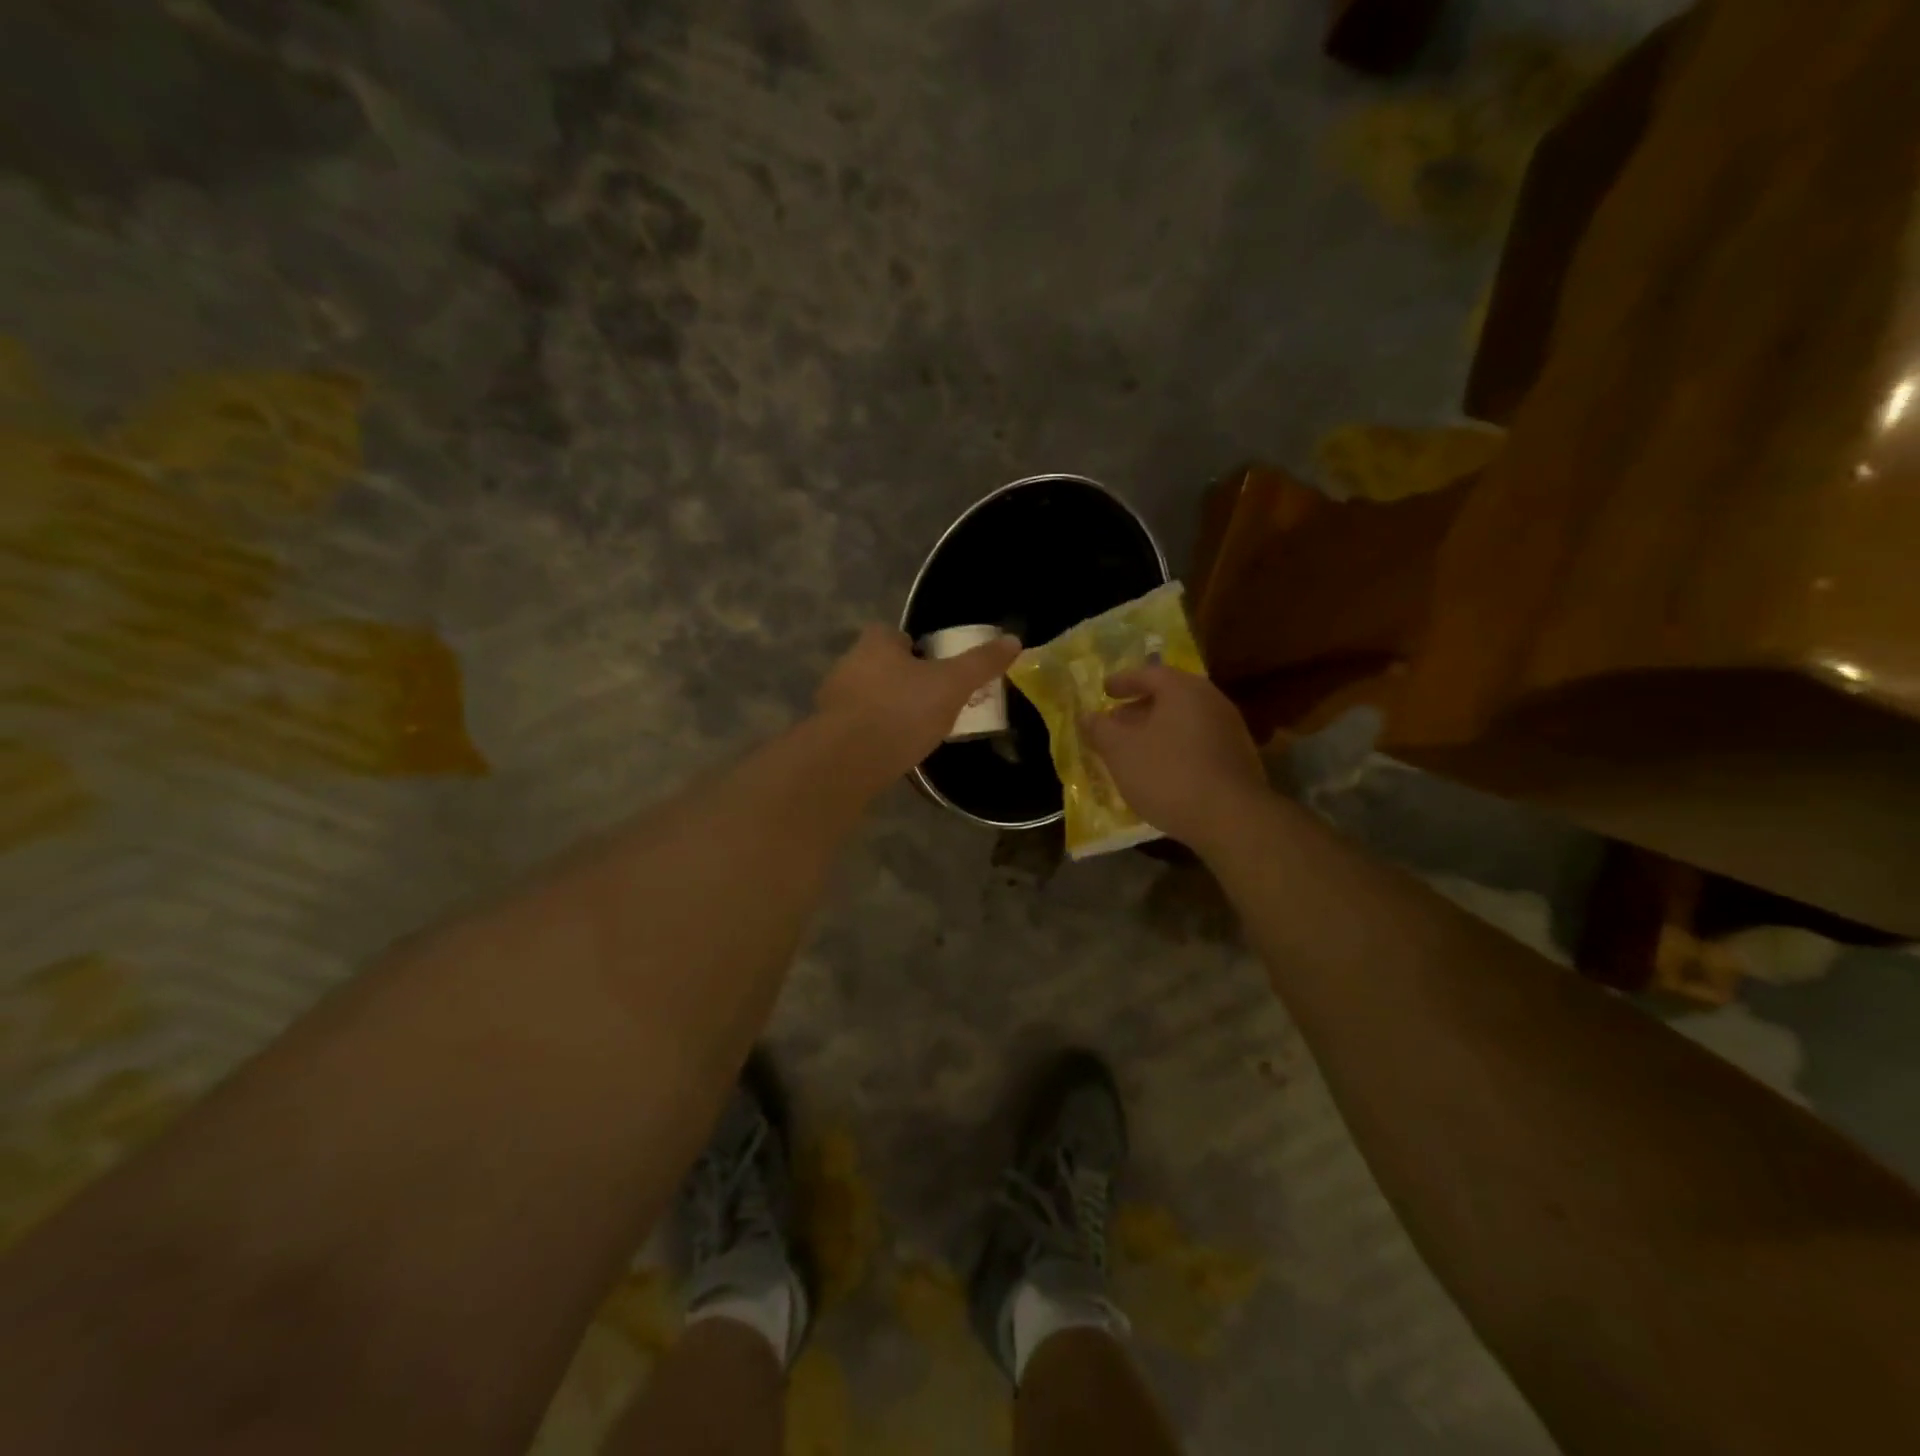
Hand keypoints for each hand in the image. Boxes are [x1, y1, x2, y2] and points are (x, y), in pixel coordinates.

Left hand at [815, 624, 1019, 779]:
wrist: (849, 760)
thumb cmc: (902, 711)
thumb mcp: (952, 684)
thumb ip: (981, 663)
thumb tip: (1014, 640)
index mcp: (875, 643)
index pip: (897, 635)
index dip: (918, 651)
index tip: (938, 672)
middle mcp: (848, 663)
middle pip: (883, 666)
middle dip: (904, 681)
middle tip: (933, 703)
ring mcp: (834, 699)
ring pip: (869, 696)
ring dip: (888, 708)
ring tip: (916, 731)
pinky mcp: (828, 731)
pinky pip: (858, 725)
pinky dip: (874, 733)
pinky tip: (893, 751)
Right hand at [1081, 665, 1267, 848]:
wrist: (1231, 818)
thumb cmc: (1168, 774)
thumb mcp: (1120, 751)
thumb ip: (1099, 729)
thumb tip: (1086, 716)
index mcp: (1183, 689)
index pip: (1149, 673)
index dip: (1123, 681)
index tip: (1104, 690)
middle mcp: (1211, 700)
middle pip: (1170, 695)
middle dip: (1139, 707)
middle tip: (1116, 721)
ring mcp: (1229, 729)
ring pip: (1184, 720)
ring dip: (1157, 729)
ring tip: (1134, 748)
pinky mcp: (1238, 758)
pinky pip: (1198, 741)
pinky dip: (1175, 746)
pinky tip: (1162, 769)